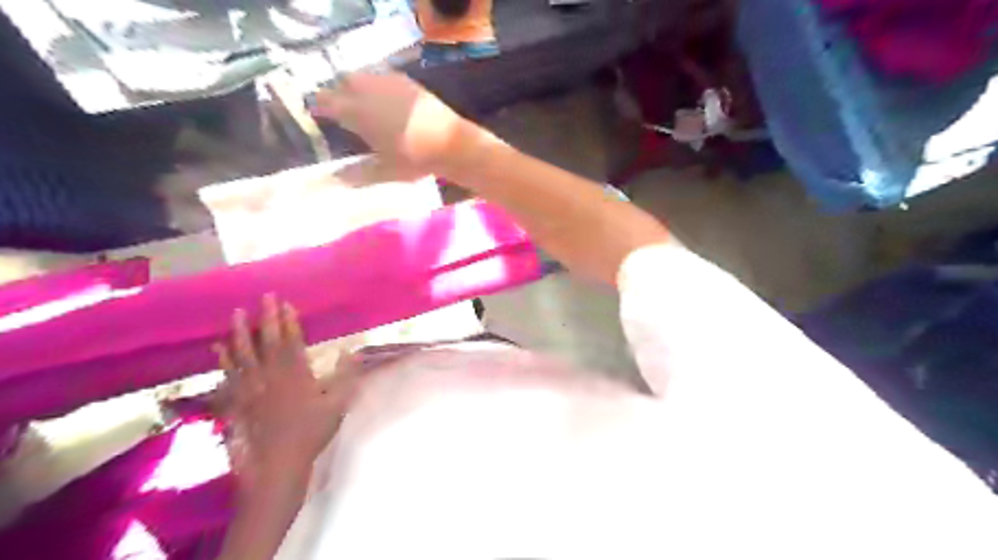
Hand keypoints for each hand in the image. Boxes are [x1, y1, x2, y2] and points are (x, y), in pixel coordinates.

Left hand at [215, 296, 361, 490]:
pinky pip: (228, 375)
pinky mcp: (238, 401)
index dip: (290, 321)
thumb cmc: (311, 433)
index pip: (293, 341)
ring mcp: (251, 388)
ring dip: (241, 332)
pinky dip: (223, 360)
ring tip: (237, 313)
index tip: (286, 303)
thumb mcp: (338, 404)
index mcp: (296, 374)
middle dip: (267, 318)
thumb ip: (346, 376)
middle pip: (268, 342)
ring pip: (244, 354)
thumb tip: (351, 351)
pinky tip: (218, 348)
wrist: (277, 464)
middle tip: (264, 297)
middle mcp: (271, 375)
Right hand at [310, 73, 486, 173]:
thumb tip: (334, 180)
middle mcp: (368, 90)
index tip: (317, 116)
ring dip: (356, 87)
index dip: (318, 107)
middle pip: (341, 83)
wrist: (450, 144)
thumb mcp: (385, 171)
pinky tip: (385, 101)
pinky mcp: (406, 81)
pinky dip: (376, 85)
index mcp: (357, 112)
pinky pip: (381, 77)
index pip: (325, 101)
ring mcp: (388, 82)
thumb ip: (357, 174)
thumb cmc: (415, 160)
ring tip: (362, 105)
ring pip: (361, 76)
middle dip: (337, 93)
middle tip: (342, 111)